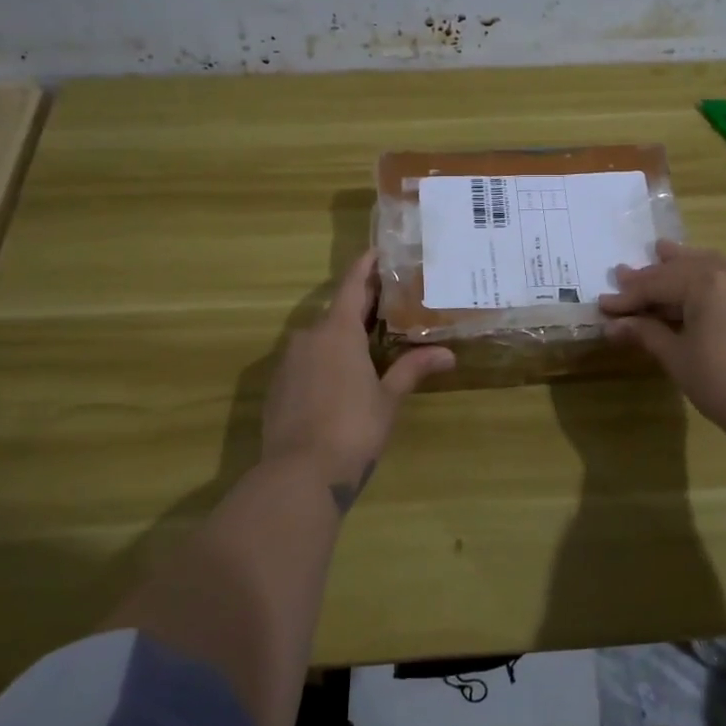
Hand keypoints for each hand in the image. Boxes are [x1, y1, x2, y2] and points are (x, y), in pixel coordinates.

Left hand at [260, 251, 453, 512]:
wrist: (299, 474)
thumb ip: (413, 370)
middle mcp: (309, 337)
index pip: (353, 286)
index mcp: (337, 332)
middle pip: (337, 311)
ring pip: (320, 337)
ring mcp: (288, 361)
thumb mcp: (388, 399)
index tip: (377, 250)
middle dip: (362, 306)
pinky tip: (341, 378)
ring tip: (370, 343)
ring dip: (343, 335)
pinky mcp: (277, 385)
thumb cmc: (352, 429)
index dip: (365, 266)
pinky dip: (324, 359)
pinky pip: (305, 360)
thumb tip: (448, 355)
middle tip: (390, 304)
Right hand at [600, 242, 725, 539]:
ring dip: (681, 266)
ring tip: (660, 252)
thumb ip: (645, 333)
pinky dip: (706, 276)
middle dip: (652, 276)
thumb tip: (612, 325)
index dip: (628, 296)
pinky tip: (695, 283)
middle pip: (682, 268)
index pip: (657, 283)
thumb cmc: (723, 385)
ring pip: (708, 265)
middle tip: (623, 275)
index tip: (603, 304)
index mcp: (707, 282)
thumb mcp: (677, 358)